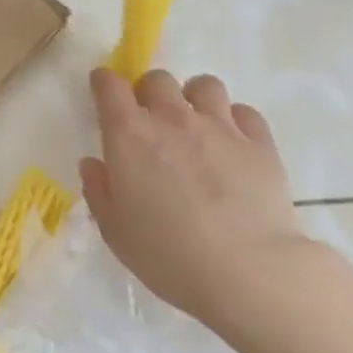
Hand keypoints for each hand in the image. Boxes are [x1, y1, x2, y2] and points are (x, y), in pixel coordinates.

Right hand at [80, 69, 313, 331]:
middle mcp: (172, 118)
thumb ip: (98, 190)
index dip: (104, 82)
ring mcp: (219, 127)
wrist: (248, 273)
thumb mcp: (115, 231)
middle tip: (152, 119)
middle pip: (157, 79)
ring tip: (197, 124)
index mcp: (129, 134)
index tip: (103, 91)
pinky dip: (237, 121)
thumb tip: (93, 163)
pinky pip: (245, 113)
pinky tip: (234, 144)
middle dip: (150, 92)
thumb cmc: (169, 256)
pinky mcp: (259, 144)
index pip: (109, 86)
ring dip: (195, 98)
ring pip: (205, 85)